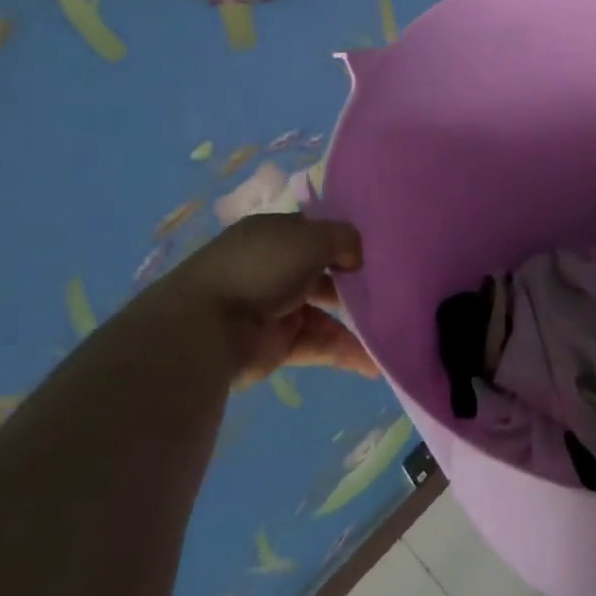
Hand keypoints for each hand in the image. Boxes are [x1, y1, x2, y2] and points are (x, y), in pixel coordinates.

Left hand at [151, 213, 378, 385]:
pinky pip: (318, 344)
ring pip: (325, 312)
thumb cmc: (261, 267)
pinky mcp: (277, 346)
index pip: (316, 232)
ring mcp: (275, 307)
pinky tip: (375, 364)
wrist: (205, 328)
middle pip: (323, 273)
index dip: (344, 239)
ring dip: (355, 322)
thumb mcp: (312, 238)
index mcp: (275, 233)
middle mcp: (275, 267)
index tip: (376, 250)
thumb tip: (357, 256)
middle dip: (354, 282)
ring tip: (391, 328)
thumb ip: (344, 239)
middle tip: (389, 289)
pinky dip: (344, 352)